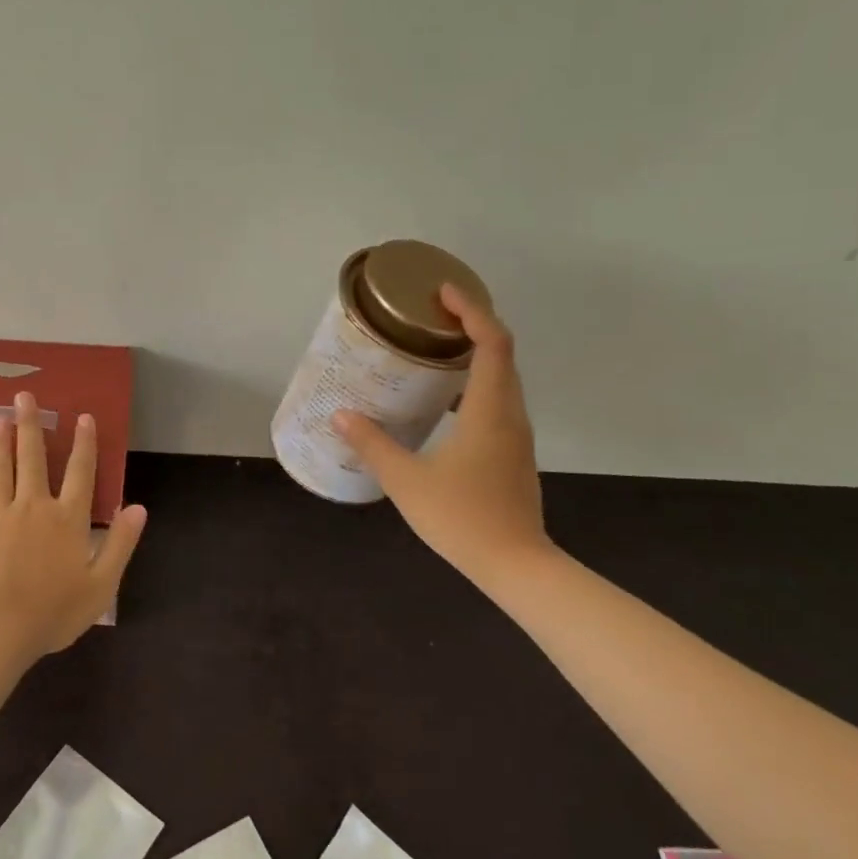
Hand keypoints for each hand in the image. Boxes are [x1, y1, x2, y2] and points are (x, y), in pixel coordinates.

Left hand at [0, 391, 147, 661]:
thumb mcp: (102, 583)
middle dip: (30, 426)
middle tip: (24, 396)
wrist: (1, 630)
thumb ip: (120, 543)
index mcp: (68, 519)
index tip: (83, 416)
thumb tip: (139, 507)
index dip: (84, 443)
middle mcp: (34, 507)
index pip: (80, 472)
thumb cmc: (55, 611)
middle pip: (33, 459)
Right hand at [333, 283, 552, 587]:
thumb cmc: (462, 518)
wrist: (517, 566)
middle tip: (432, 313)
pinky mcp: (513, 453)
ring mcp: (516, 435)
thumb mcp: (406, 480)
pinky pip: (498, 401)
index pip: (492, 343)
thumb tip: (340, 415)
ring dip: (476, 354)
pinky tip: (445, 400)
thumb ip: (372, 444)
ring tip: (435, 348)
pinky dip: (476, 383)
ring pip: (503, 378)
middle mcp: (510, 414)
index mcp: (489, 411)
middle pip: (502, 353)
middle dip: (473, 324)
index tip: (443, 293)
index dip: (472, 310)